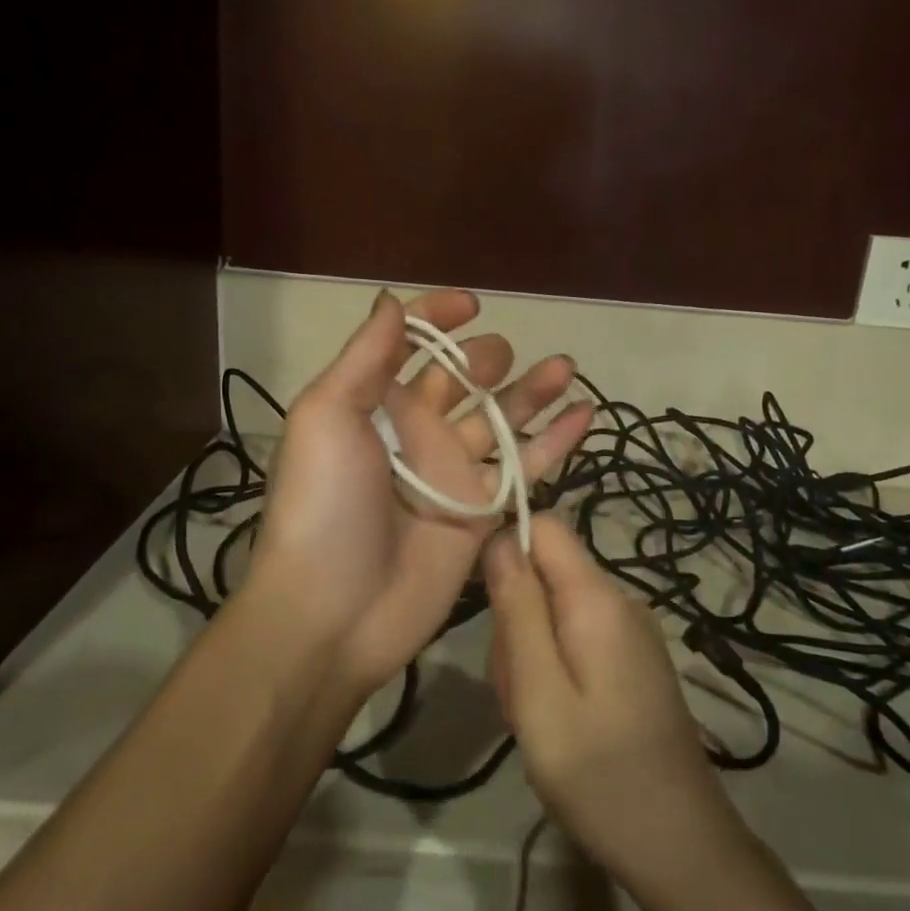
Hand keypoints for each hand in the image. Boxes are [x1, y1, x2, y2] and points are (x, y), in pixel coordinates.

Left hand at [249, 288, 592, 693]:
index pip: (408, 346)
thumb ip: (364, 358)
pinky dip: (555, 443)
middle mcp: (415, 434)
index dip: (436, 319)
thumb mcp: (326, 416)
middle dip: (485, 359)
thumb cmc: (324, 503)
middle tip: (503, 357)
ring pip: (501, 422)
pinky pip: (524, 470)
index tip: (471, 305)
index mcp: (373, 406)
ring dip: (532, 393)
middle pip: (460, 383)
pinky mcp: (481, 515)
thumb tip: (391, 300)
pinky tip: (585, 415)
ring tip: (565, 367)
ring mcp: (451, 475)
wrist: (334, 610)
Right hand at [484, 514, 750, 892]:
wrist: (680, 847)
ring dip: (529, 654)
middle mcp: (620, 602)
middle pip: (545, 574)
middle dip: (516, 619)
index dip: (507, 546)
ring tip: (536, 716)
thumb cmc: (599, 773)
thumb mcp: (539, 692)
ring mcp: (629, 633)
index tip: (484, 601)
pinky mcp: (631, 662)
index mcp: (598, 599)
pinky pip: (575, 640)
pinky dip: (552, 671)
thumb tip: (500, 537)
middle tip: (518, 689)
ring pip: (554, 611)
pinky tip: (556, 721)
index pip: (547, 526)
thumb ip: (518, 609)